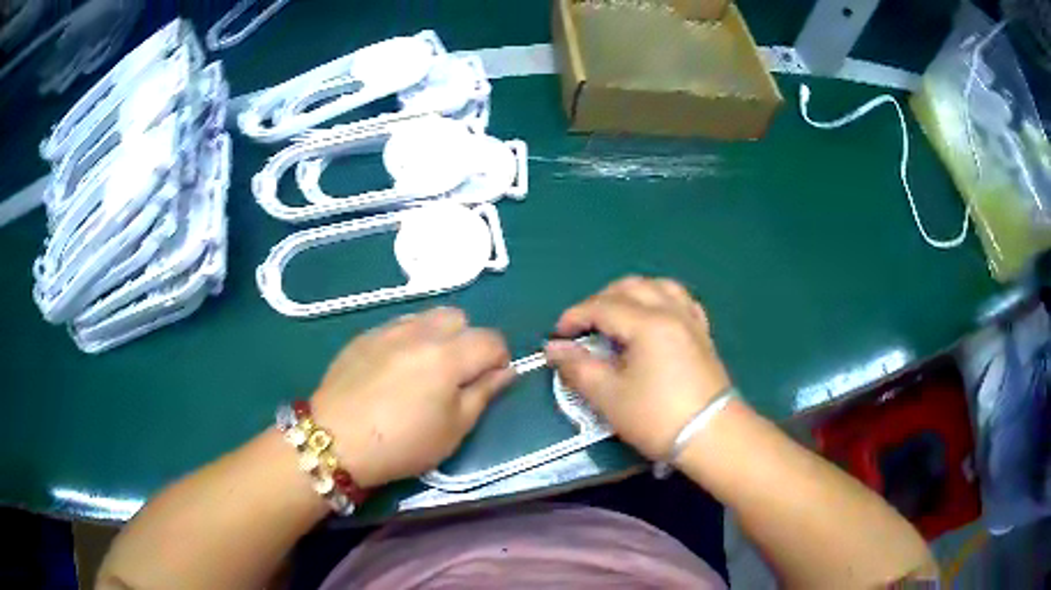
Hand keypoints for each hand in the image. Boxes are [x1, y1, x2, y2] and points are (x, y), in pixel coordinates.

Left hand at [311, 307, 512, 487]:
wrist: (336, 440)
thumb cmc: (403, 443)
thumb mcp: (454, 429)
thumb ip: (484, 394)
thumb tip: (506, 371)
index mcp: (448, 355)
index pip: (491, 339)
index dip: (500, 358)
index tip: (491, 381)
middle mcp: (420, 332)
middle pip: (459, 317)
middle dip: (468, 339)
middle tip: (456, 374)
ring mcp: (388, 330)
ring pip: (426, 317)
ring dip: (437, 336)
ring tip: (425, 370)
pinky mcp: (364, 336)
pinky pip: (397, 326)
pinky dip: (408, 340)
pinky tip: (394, 370)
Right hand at [545, 277, 731, 459]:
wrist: (712, 436)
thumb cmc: (658, 418)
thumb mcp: (610, 397)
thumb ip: (579, 368)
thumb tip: (553, 349)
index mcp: (647, 323)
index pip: (602, 306)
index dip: (574, 317)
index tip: (557, 337)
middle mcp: (671, 311)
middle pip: (630, 287)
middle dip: (599, 301)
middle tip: (583, 328)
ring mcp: (691, 320)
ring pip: (658, 286)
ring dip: (631, 294)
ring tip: (616, 317)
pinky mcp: (703, 333)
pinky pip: (680, 301)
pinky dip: (660, 300)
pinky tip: (654, 317)